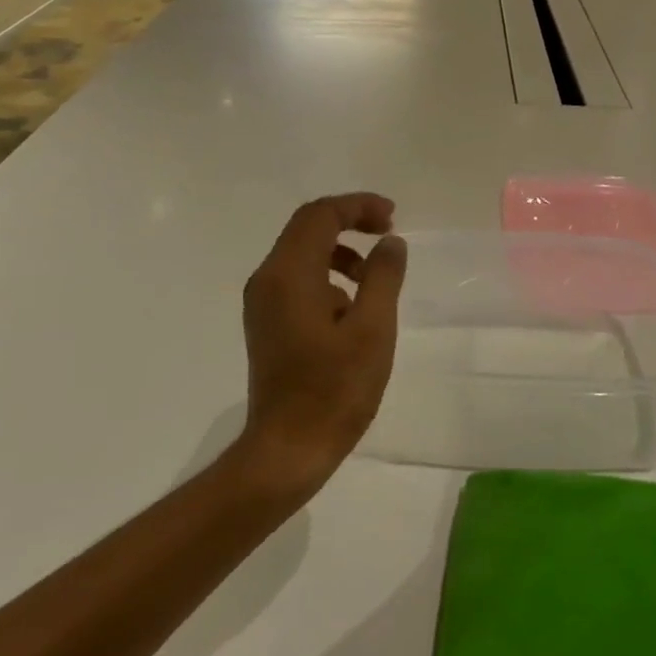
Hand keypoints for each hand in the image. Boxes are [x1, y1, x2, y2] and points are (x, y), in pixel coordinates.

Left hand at [237, 193, 407, 496]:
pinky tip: (353, 308)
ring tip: (375, 276)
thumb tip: (391, 243)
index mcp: (289, 275)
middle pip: (307, 228)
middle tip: (389, 234)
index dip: (358, 206)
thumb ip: (383, 277)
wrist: (289, 449)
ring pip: (302, 254)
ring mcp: (263, 303)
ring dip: (340, 251)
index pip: (320, 216)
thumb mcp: (372, 329)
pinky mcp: (268, 323)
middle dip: (350, 222)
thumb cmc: (334, 390)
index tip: (393, 218)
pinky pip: (298, 280)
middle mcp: (267, 280)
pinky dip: (328, 276)